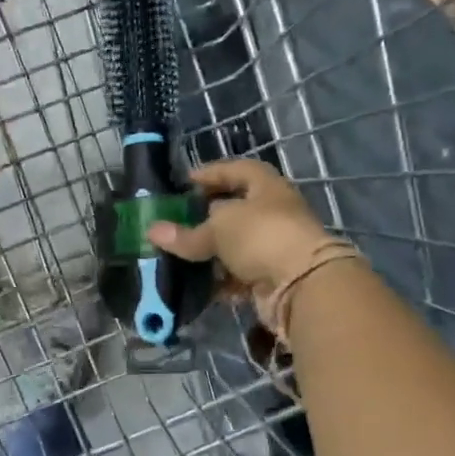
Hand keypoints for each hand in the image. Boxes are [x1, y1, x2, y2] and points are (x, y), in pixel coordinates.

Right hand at [147, 159, 332, 293]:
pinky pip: (238, 276)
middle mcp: (273, 214)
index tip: (186, 181)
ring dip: (210, 252)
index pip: (238, 170)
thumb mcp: (219, 228)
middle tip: (177, 220)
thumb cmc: (262, 236)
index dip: (213, 173)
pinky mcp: (269, 279)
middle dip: (206, 217)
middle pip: (235, 211)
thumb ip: (187, 233)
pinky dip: (218, 280)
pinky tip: (195, 283)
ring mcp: (273, 248)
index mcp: (267, 188)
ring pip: (234, 247)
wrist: (302, 285)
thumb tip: (153, 231)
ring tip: (179, 254)